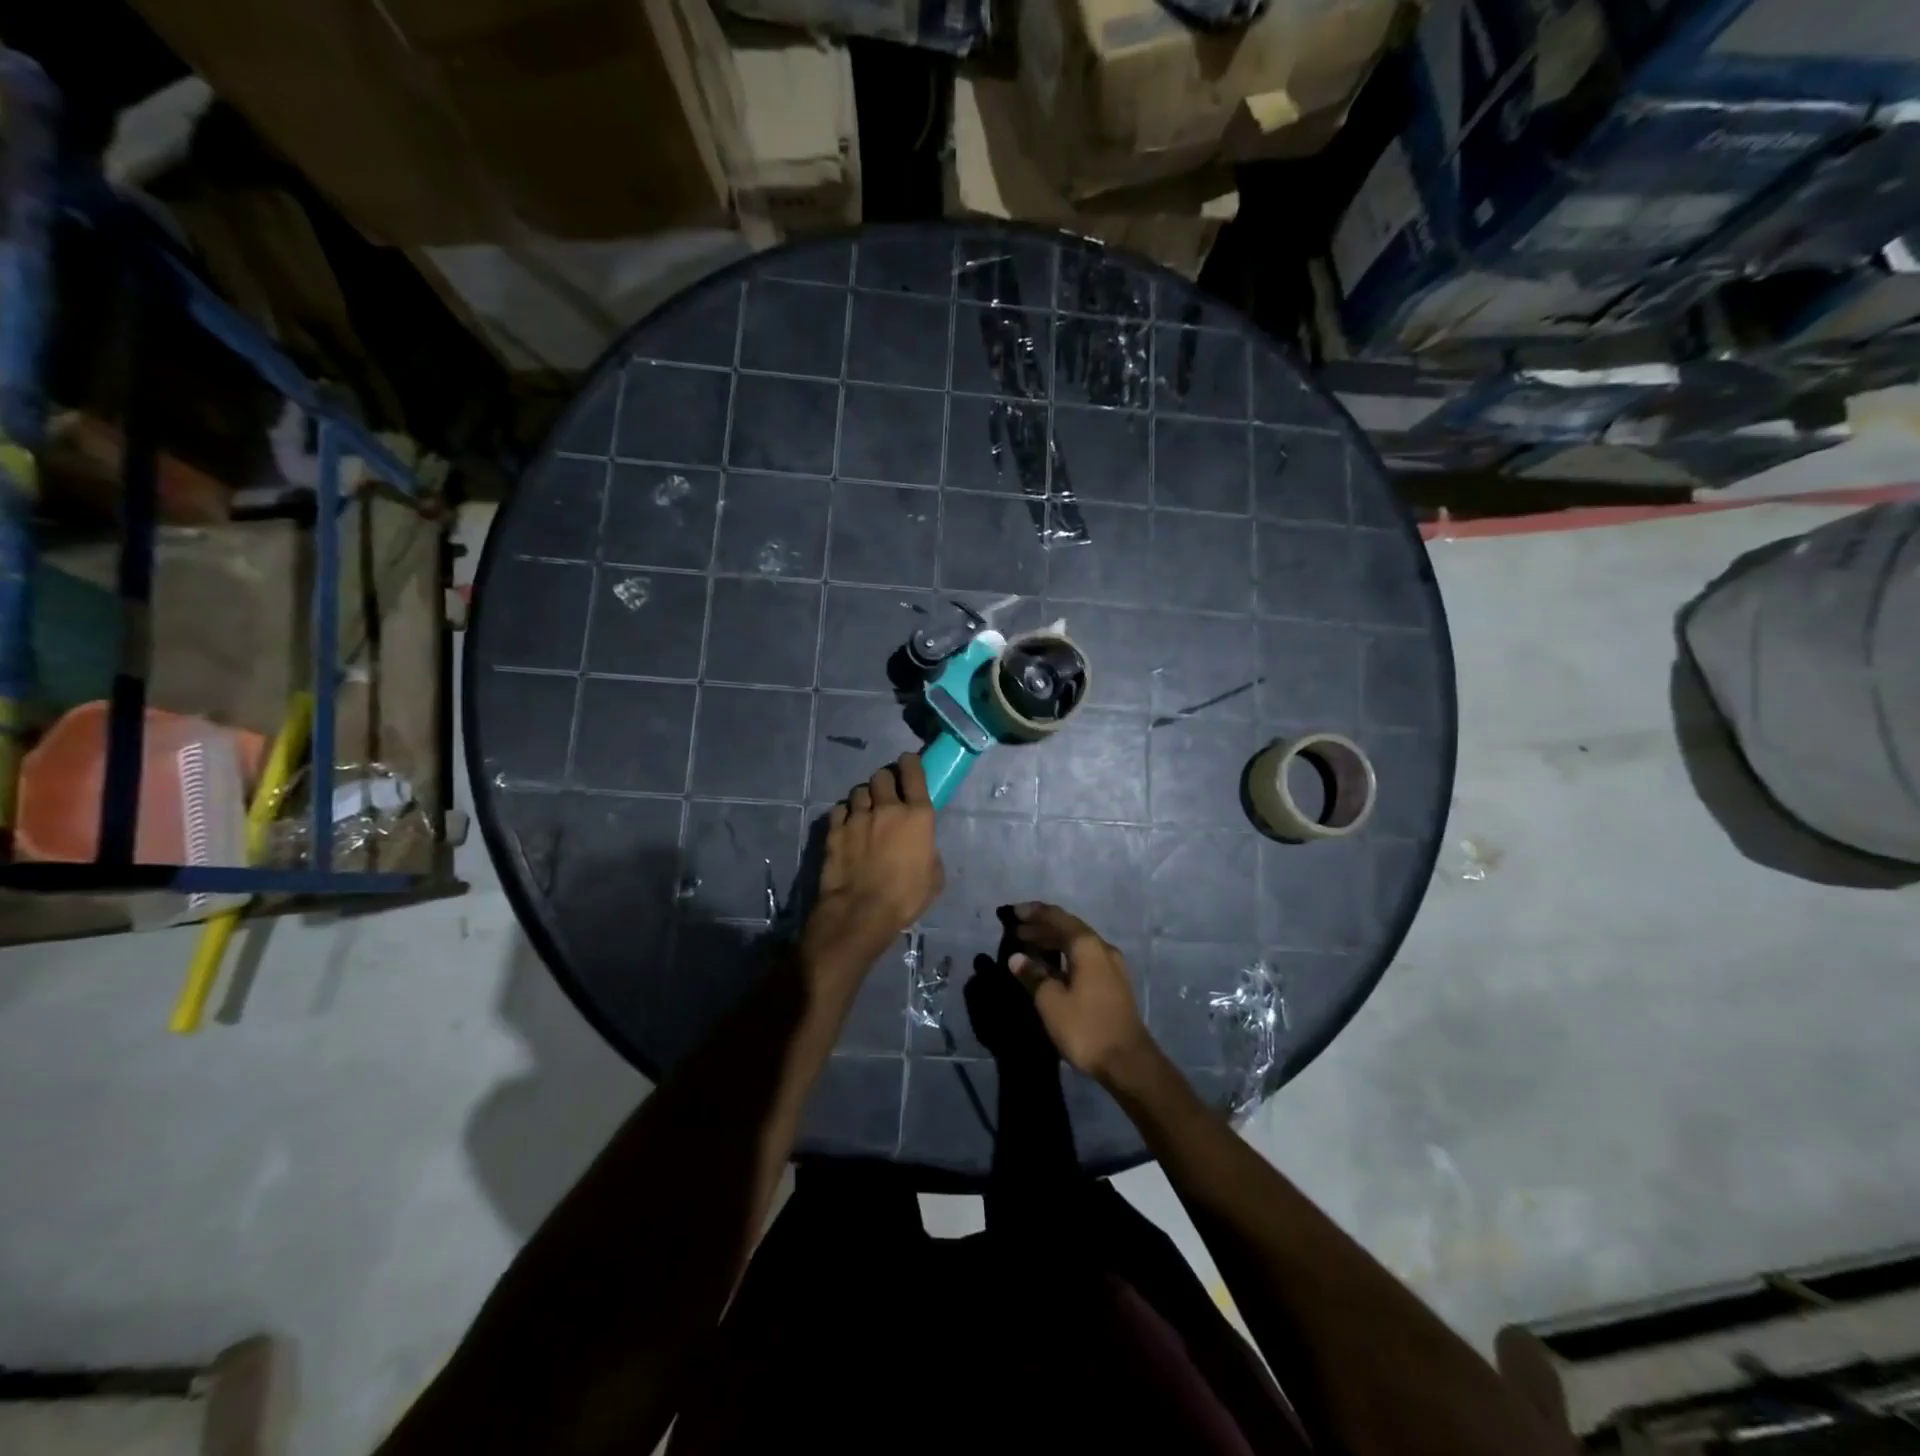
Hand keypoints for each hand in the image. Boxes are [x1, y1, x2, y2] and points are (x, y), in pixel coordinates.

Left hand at [801, 753, 943, 981]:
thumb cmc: (906, 897)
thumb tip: (921, 845)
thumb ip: (929, 850)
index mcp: (918, 815)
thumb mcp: (934, 876)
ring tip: (865, 811)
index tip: (908, 763)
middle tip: (886, 793)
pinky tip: (847, 824)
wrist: (861, 912)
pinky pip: (840, 809)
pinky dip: (845, 813)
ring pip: (859, 790)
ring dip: (865, 797)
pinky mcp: (835, 829)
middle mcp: (887, 808)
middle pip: (882, 775)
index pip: (913, 773)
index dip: (911, 763)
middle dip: (886, 780)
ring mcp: (858, 816)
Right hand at [1008, 902, 1151, 1083]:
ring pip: (1078, 944)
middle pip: (1069, 928)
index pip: (1058, 918)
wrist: (1128, 1062)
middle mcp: (1103, 949)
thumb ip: (1033, 975)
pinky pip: (1085, 958)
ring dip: (1053, 942)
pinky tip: (1051, 967)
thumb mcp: (1051, 1002)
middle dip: (1042, 927)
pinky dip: (1065, 956)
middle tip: (1017, 930)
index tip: (1013, 912)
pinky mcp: (1114, 983)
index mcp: (1088, 946)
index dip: (1035, 912)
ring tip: (1029, 946)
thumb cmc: (1086, 1027)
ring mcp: (1112, 966)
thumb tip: (1017, 958)